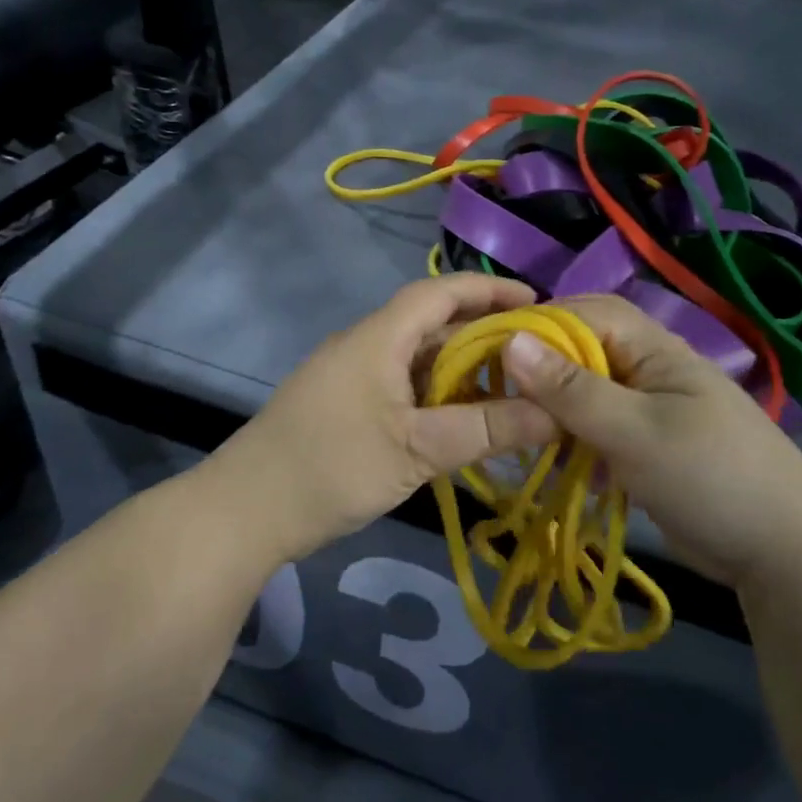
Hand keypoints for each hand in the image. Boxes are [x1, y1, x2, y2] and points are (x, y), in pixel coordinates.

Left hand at [216, 275, 557, 563]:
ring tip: (510, 387)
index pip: (439, 293)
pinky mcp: (343, 405)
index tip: (537, 302)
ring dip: (460, 366)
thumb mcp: (417, 450)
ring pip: (416, 358)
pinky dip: (436, 393)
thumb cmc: (332, 468)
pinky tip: (461, 419)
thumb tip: (556, 415)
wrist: (245, 511)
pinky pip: (401, 384)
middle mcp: (364, 345)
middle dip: (483, 332)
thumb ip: (485, 430)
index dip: (488, 290)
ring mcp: (350, 376)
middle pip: (431, 324)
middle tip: (536, 353)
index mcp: (379, 338)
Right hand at [501, 295, 801, 585]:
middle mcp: (652, 371)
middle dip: (544, 370)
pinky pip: (601, 431)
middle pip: (585, 351)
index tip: (493, 351)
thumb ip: (571, 389)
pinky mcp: (650, 448)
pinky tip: (562, 466)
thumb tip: (510, 341)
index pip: (588, 313)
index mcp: (656, 350)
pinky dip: (578, 443)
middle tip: (501, 395)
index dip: (540, 324)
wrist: (785, 556)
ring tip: (525, 434)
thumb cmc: (710, 478)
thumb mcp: (634, 432)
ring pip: (589, 394)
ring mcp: (652, 411)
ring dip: (558, 411)